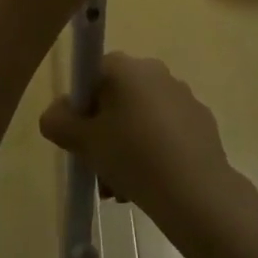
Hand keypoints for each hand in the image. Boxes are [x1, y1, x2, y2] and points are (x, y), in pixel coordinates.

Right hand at [39, 54, 234, 219]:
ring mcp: (181, 94)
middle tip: (98, 169)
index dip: (82, 107)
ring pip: (141, 118)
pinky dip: (155, 151)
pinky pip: (167, 131)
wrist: (195, 191)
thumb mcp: (83, 142)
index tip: (82, 137)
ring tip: (122, 189)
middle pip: (117, 99)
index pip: (92, 75)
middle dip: (104, 133)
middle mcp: (154, 70)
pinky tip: (151, 184)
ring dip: (127, 146)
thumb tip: (56, 114)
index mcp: (125, 66)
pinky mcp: (201, 121)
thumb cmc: (133, 156)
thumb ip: (58, 122)